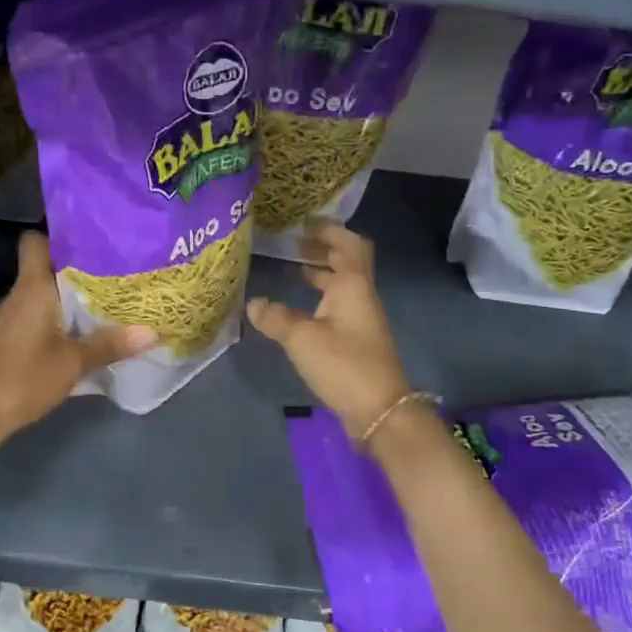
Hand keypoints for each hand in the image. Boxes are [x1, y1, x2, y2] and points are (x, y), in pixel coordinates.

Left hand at [0, 231, 155, 446]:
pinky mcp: (7, 340)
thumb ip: (109, 345)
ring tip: (108, 298)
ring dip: (70, 296)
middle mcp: (18, 295)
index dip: (60, 235)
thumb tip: (152, 331)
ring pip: (44, 294)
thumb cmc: (22, 378)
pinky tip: (82, 331)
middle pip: (47, 268)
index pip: (36, 241)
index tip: (92, 238)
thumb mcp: (72, 363)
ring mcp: (10, 318)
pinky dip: (59, 318)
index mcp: (31, 288)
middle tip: (117, 270)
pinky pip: (38, 316)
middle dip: (79, 268)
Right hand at [247, 220, 410, 439]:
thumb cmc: (343, 364)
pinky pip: (337, 305)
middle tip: (294, 242)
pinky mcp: (356, 340)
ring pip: (341, 285)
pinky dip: (319, 297)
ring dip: (321, 273)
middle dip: (323, 248)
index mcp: (353, 286)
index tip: (305, 221)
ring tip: (294, 267)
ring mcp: (360, 319)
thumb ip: (275, 318)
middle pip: (347, 262)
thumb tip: (253, 303)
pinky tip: (298, 308)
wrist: (378, 410)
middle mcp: (360, 296)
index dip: (329, 229)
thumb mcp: (301, 338)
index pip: (348, 244)